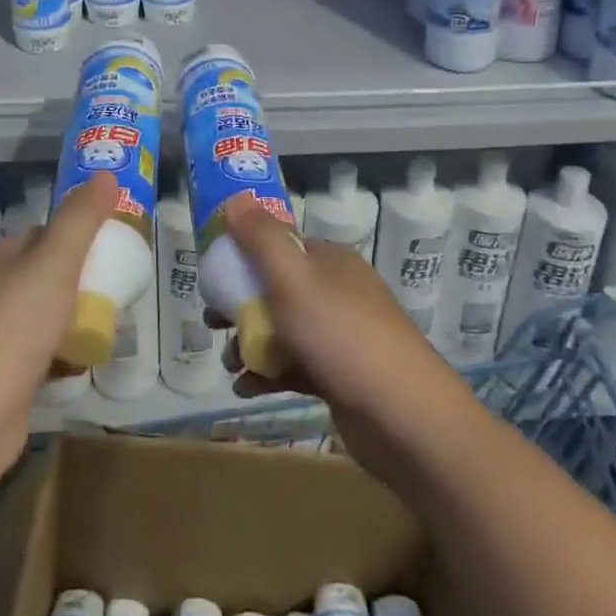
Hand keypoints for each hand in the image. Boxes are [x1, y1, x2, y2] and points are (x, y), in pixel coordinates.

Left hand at [0, 174, 116, 519]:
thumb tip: (106, 173)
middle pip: (47, 276)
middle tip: (123, 288)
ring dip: (78, 318)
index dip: (80, 236)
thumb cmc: (7, 335)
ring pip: (47, 316)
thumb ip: (80, 220)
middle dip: (85, 281)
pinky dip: (66, 355)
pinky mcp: (1, 379)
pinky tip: (88, 360)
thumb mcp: (51, 266)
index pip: (43, 234)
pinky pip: (43, 354)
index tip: (117, 246)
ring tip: (115, 321)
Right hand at [222, 194, 478, 486]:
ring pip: (283, 330)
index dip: (244, 258)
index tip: (212, 278)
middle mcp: (337, 292)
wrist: (403, 416)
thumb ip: (261, 238)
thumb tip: (234, 198)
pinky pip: (294, 367)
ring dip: (250, 344)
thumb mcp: (294, 279)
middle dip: (240, 306)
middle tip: (212, 324)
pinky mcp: (340, 376)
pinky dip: (268, 375)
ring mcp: (341, 335)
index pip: (279, 247)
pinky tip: (246, 389)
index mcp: (330, 262)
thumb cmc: (342, 336)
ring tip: (230, 364)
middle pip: (277, 290)